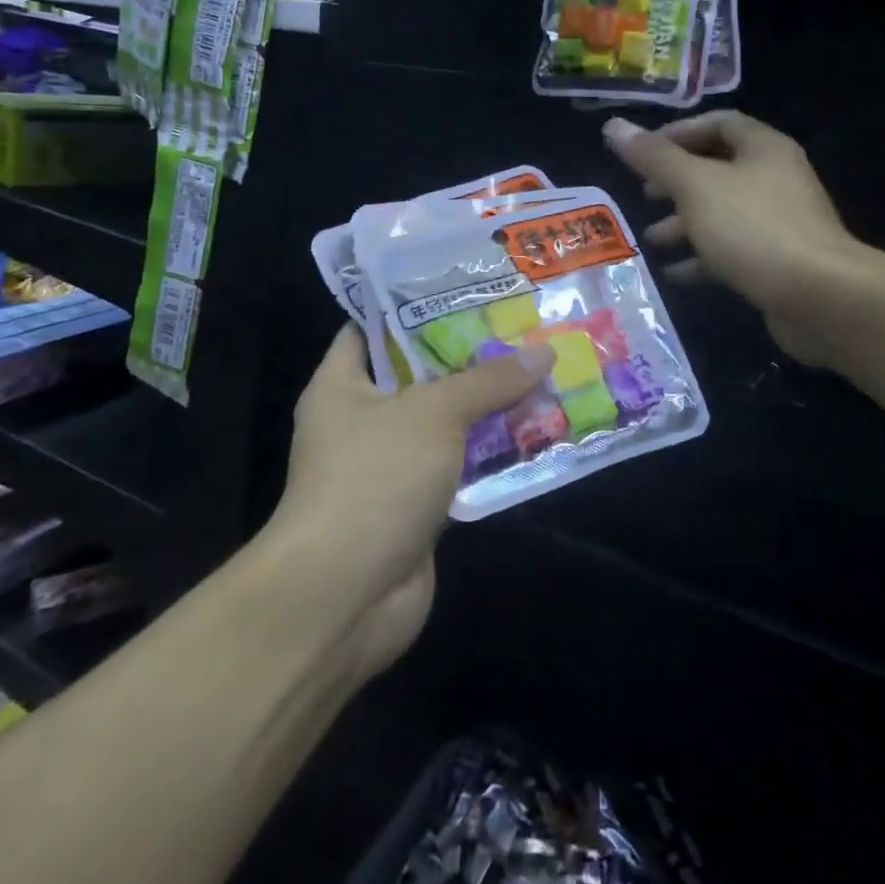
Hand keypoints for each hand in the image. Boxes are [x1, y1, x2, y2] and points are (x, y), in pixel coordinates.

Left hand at [270, 326, 552, 673]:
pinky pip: (458, 469)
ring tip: (541, 372)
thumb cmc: (375, 478)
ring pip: (445, 426)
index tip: (466, 289)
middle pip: (420, 377)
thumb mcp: (435, 412)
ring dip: (489, 409)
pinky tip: (537, 433)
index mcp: (342, 385)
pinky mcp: (415, 507)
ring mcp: (388, 467)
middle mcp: (361, 421)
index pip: (372, 329)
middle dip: (469, 357)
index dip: (415, 306)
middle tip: (521, 327)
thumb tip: (543, 350)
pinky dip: (491, 456)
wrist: (346, 594)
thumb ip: (488, 381)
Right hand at [604, 112, 866, 365]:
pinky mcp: (779, 260)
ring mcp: (780, 221)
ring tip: (652, 239)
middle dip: (676, 182)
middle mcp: (775, 178)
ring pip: (723, 212)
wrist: (818, 296)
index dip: (678, 133)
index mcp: (763, 149)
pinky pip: (733, 249)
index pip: (718, 123)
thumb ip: (654, 157)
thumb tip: (613, 126)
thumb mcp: (695, 186)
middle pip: (719, 168)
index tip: (643, 154)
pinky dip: (703, 257)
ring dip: (685, 223)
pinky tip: (676, 273)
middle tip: (644, 195)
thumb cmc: (752, 228)